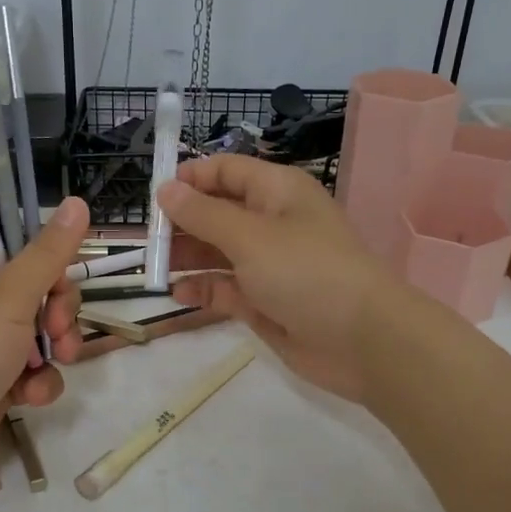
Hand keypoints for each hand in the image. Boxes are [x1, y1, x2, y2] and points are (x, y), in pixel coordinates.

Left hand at [0, 198, 88, 507]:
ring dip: (53, 348)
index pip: (8, 246)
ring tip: (54, 363)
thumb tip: (77, 202)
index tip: (59, 279)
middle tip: (59, 329)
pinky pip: (27, 370)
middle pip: (31, 290)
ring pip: (36, 332)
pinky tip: (31, 397)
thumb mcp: (7, 301)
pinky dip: (36, 381)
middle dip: (56, 311)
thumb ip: (47, 255)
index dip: (42, 261)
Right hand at [158, 157, 395, 402]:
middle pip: (217, 212)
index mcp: (277, 192)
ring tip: (154, 269)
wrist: (362, 340)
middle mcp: (272, 223)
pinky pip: (226, 288)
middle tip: (148, 241)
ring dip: (187, 257)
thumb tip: (166, 189)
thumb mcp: (249, 236)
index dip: (191, 179)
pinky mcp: (266, 301)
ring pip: (217, 252)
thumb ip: (203, 214)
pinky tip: (179, 295)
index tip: (154, 196)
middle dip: (182, 223)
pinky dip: (203, 289)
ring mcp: (269, 264)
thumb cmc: (306, 272)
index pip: (226, 171)